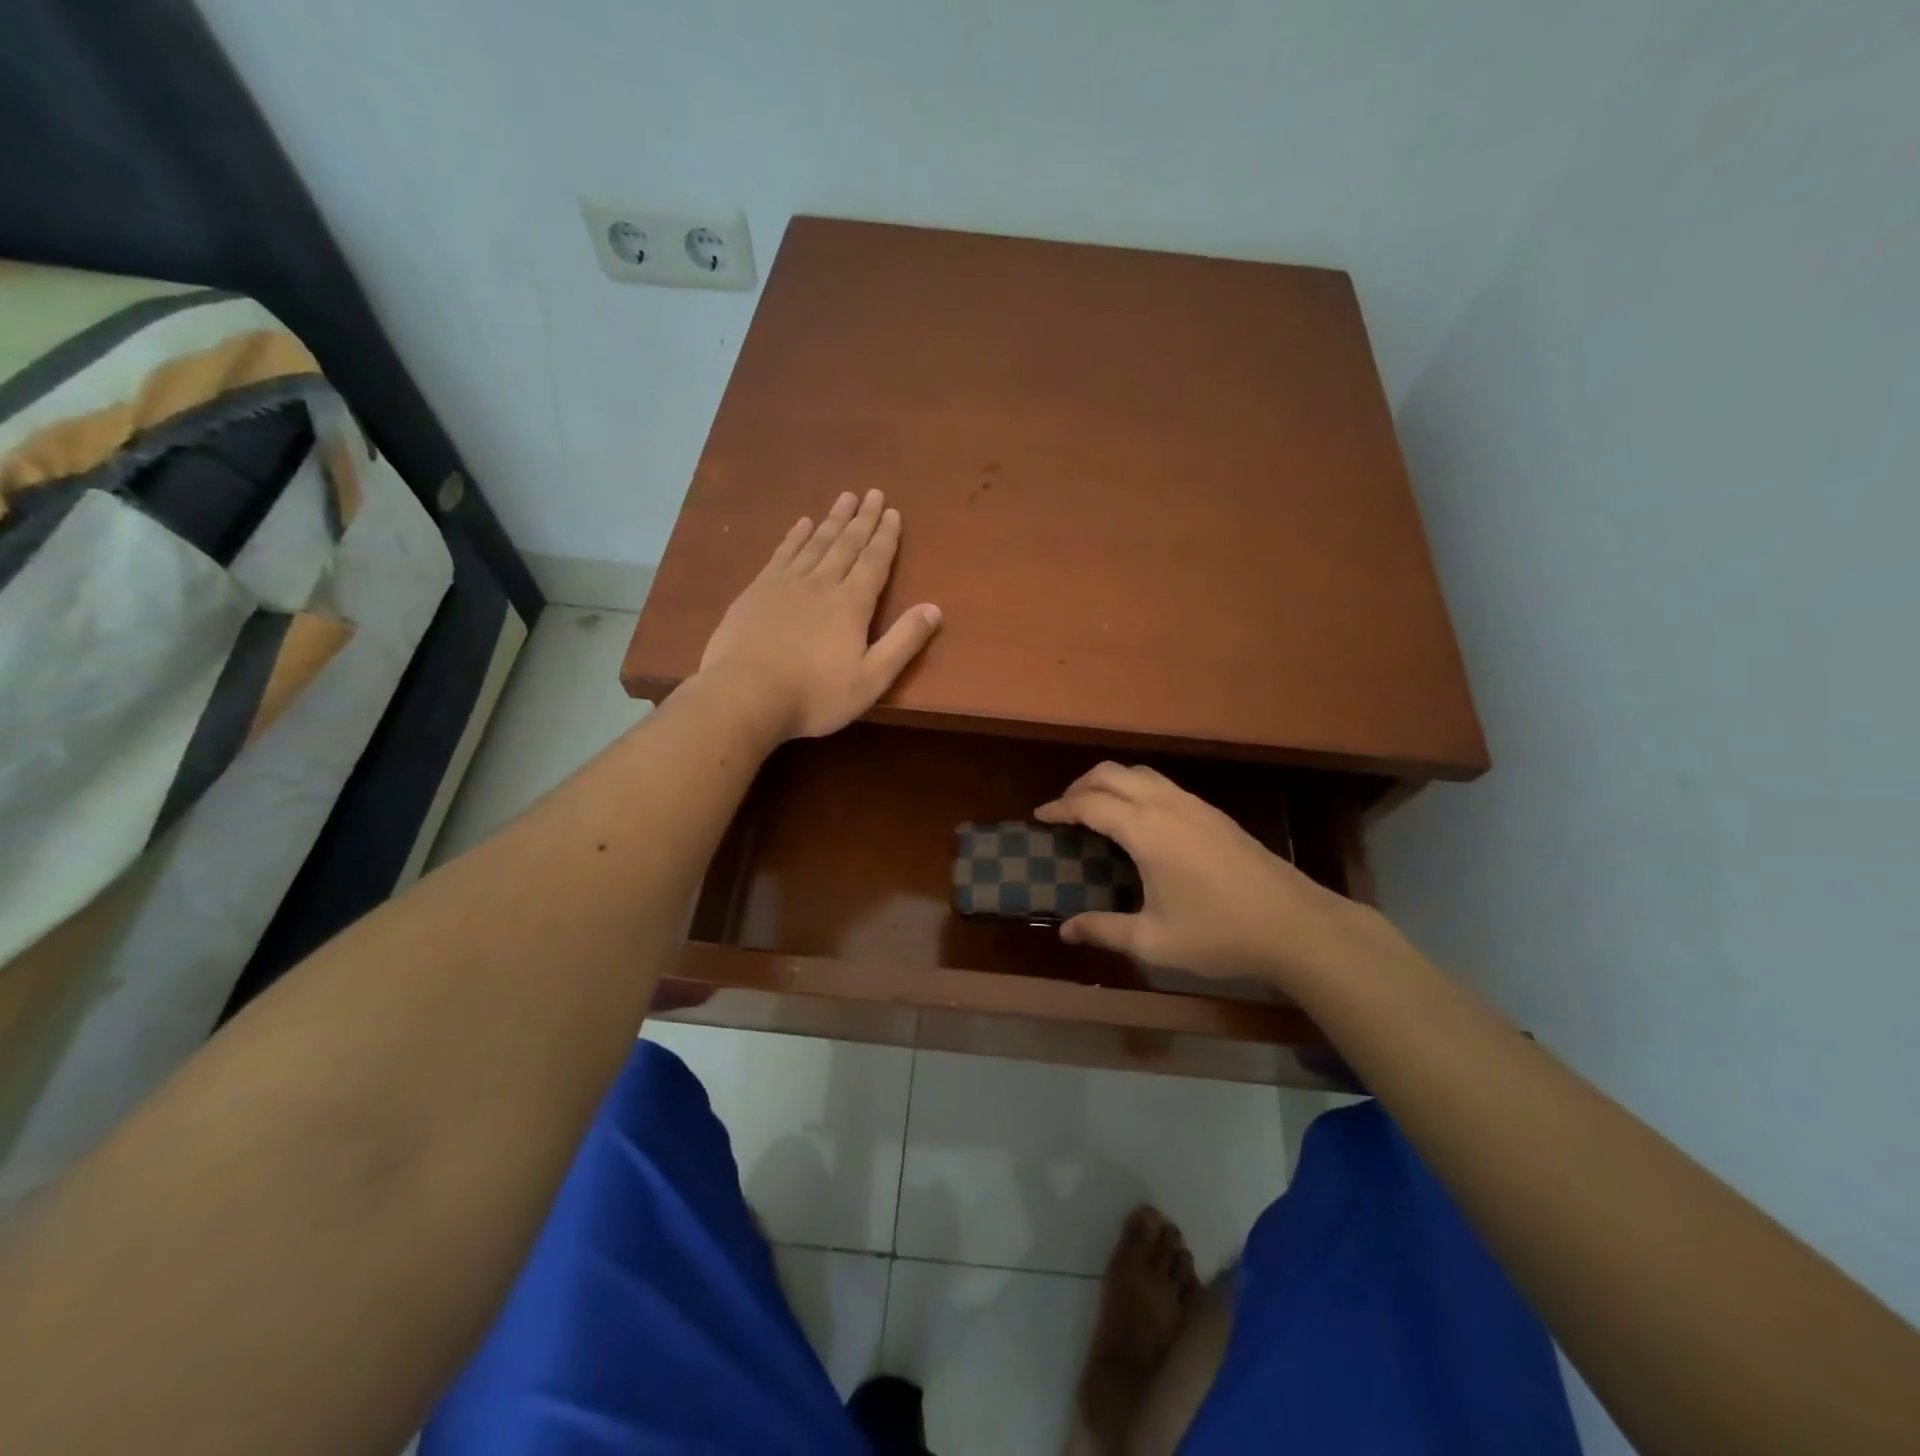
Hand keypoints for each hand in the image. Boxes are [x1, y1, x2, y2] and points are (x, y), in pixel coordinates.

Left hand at [698, 489, 941, 739]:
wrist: (745, 694)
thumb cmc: (815, 695)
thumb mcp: (871, 679)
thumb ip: (903, 642)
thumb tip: (934, 608)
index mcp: (852, 604)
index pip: (874, 562)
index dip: (885, 537)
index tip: (893, 512)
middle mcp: (821, 583)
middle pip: (846, 544)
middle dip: (863, 519)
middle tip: (873, 493)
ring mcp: (786, 584)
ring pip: (815, 542)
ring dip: (832, 520)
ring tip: (845, 498)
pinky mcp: (757, 590)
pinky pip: (782, 553)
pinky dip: (795, 536)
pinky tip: (802, 524)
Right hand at [1035, 763, 1391, 992]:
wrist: (1296, 925)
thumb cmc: (1219, 933)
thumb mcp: (1154, 940)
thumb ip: (1104, 930)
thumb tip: (1065, 931)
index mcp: (1146, 830)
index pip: (1090, 804)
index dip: (1060, 808)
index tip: (1039, 817)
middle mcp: (1166, 805)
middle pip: (1111, 773)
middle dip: (1080, 785)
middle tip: (1063, 811)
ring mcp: (1194, 805)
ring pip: (1140, 773)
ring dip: (1109, 783)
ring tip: (1095, 809)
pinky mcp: (1213, 813)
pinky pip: (1162, 785)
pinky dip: (1135, 789)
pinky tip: (1138, 821)